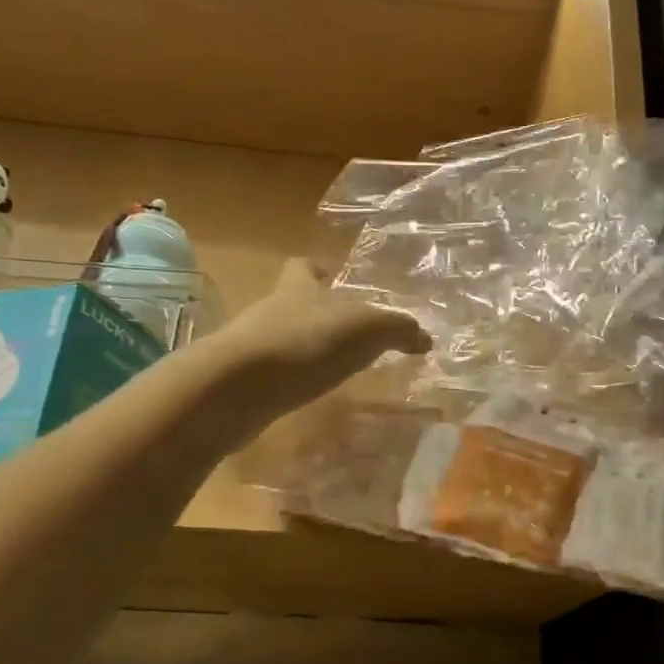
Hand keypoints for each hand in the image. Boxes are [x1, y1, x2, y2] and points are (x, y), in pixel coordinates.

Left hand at [223, 260, 429, 409]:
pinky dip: (291, 381)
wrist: (237, 387)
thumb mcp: (365, 328)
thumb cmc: (304, 342)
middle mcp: (271, 310)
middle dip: (317, 315)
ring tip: (335, 369)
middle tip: (348, 334)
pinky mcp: (244, 382)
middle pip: (293, 304)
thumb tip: (425, 337)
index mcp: (298, 288)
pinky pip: (273, 375)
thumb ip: (397, 329)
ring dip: (305, 350)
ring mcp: (252, 347)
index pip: (303, 267)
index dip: (317, 270)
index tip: (332, 278)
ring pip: (282, 340)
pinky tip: (310, 396)